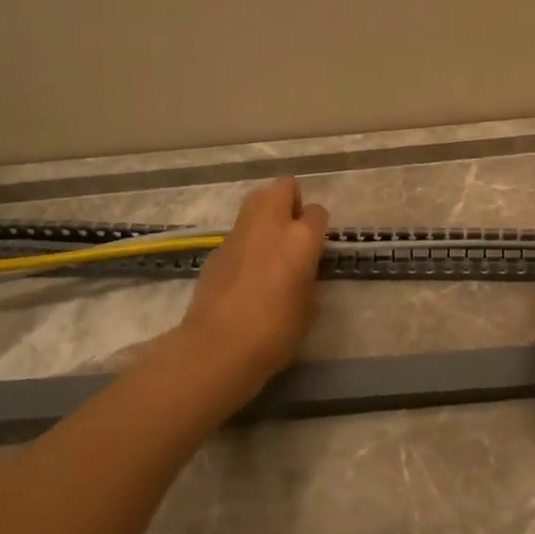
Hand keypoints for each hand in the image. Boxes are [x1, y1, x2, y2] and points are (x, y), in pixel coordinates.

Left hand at [172, 177, 328, 405]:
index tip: (315, 246)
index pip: (317, 211)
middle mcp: (270, 226)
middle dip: (291, 200)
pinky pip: (237, 231)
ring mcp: (239, 234)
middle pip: (283, 187)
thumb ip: (308, 278)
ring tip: (269, 244)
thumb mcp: (309, 307)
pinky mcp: (216, 249)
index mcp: (301, 239)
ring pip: (255, 200)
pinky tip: (245, 270)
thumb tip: (300, 272)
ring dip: (266, 212)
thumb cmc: (275, 332)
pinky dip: (246, 239)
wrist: (218, 347)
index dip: (318, 226)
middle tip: (292, 229)